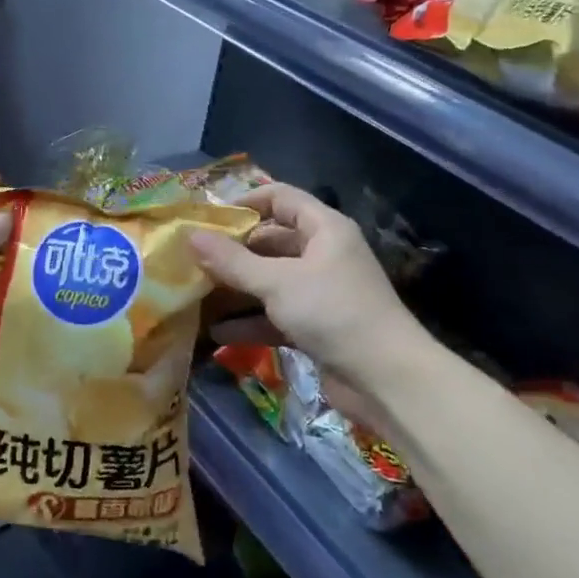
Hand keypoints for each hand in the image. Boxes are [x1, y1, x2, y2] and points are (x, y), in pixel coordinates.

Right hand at [188, 183, 428, 396]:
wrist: (387, 380)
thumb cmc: (334, 312)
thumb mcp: (278, 283)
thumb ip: (233, 261)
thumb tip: (191, 236)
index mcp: (324, 228)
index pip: (280, 197)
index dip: (245, 202)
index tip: (209, 219)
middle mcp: (323, 253)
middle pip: (272, 241)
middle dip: (234, 251)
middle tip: (194, 260)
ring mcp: (321, 291)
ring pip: (271, 280)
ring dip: (238, 289)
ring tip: (197, 294)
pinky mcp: (318, 326)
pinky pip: (277, 314)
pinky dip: (251, 321)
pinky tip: (218, 333)